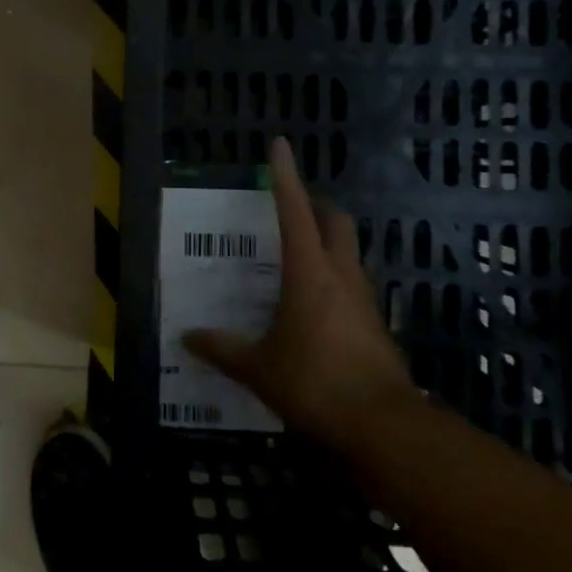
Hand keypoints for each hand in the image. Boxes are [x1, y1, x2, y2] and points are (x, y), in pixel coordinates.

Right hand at [186, 137, 415, 448]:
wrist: (383, 426)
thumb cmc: (315, 384)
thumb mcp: (259, 369)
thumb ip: (223, 350)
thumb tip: (188, 337)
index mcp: (308, 272)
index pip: (295, 210)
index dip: (285, 176)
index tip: (279, 145)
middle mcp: (340, 275)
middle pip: (335, 221)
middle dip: (316, 205)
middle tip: (291, 207)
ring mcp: (363, 298)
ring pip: (349, 251)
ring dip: (327, 241)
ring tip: (296, 255)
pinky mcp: (375, 323)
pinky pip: (352, 283)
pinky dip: (334, 277)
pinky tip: (313, 303)